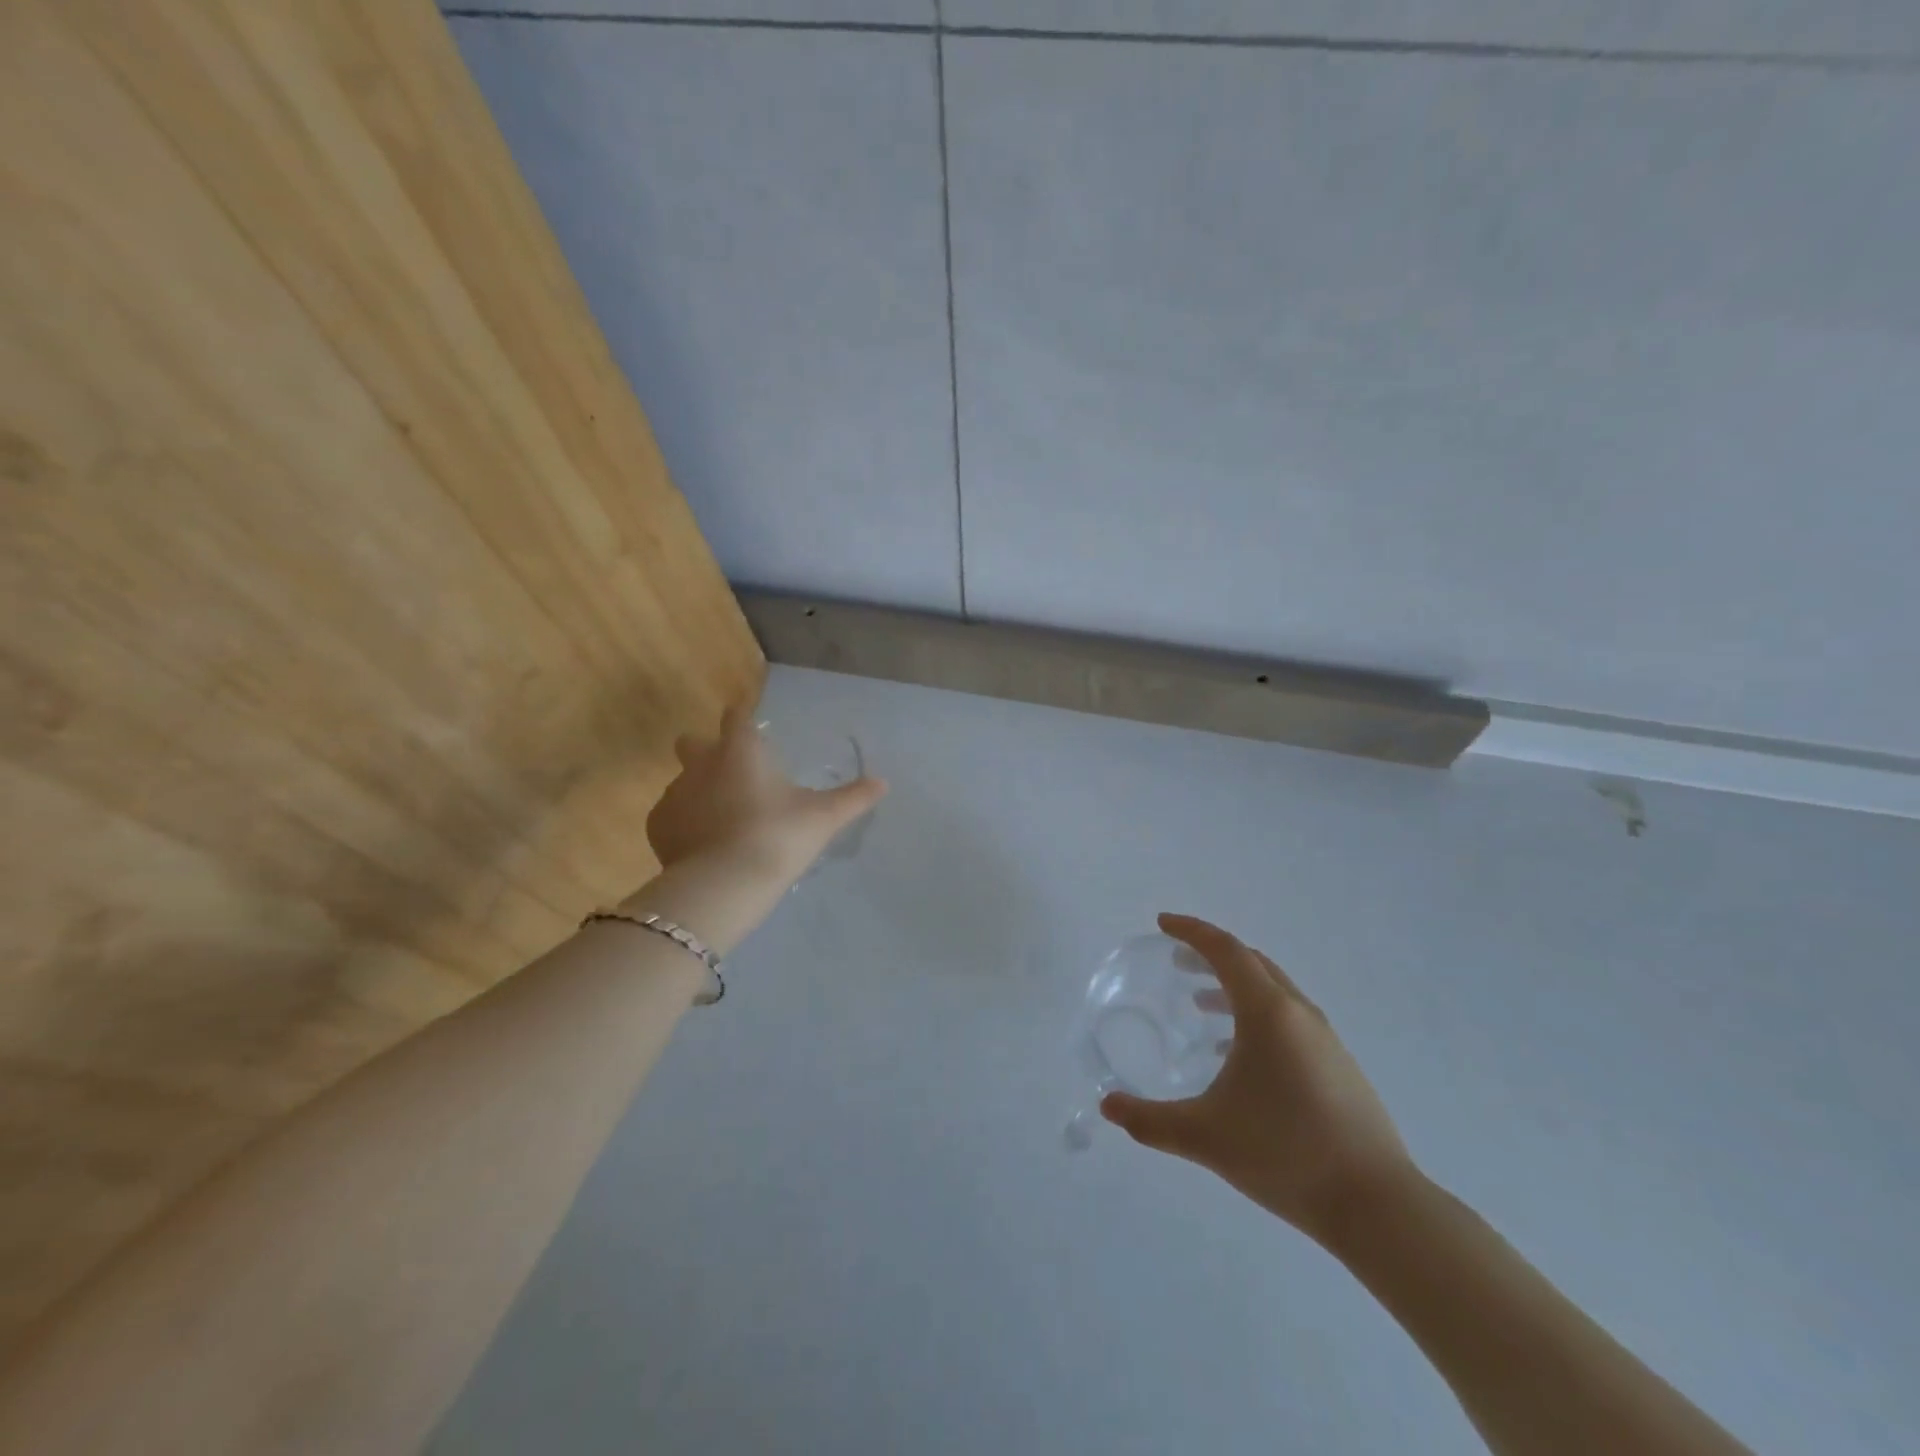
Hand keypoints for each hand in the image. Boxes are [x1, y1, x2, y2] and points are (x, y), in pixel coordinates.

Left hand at [644, 704, 887, 881]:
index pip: (736, 717)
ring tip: (723, 823)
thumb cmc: (779, 836)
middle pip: (692, 742)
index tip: (749, 726)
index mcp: (740, 750)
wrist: (725, 884)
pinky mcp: (657, 828)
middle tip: (731, 775)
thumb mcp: (824, 817)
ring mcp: (674, 795)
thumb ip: (853, 797)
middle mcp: (701, 764)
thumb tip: (884, 782)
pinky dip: (685, 825)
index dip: (742, 718)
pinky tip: (705, 846)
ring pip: (682, 782)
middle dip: (705, 750)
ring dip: (698, 793)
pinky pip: (670, 816)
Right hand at [1101, 914, 1416, 1245]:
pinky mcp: (1338, 1065)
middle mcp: (1298, 1013)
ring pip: (1272, 991)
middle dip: (1210, 954)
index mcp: (1268, 1012)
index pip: (1225, 950)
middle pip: (1251, 962)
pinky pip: (1288, 1019)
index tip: (1161, 924)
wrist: (1378, 1206)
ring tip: (1199, 1005)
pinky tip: (1236, 1055)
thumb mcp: (1205, 1136)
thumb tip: (1107, 1107)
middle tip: (1176, 961)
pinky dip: (1255, 1015)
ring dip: (1233, 986)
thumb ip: (1149, 1120)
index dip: (1191, 931)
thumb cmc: (1285, 1154)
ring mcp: (1325, 1039)